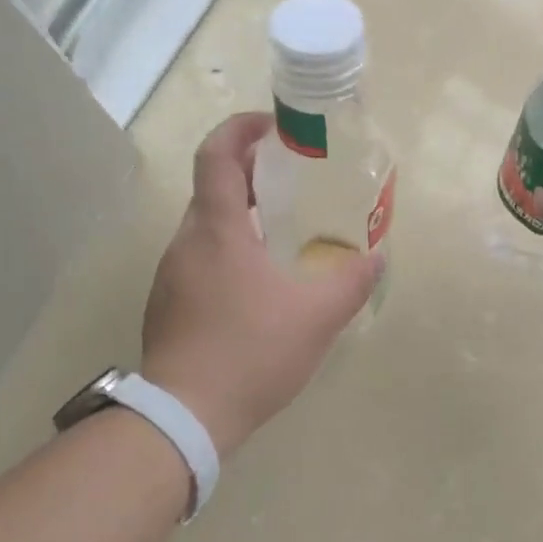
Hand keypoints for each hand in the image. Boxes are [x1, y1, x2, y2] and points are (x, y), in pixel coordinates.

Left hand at [141, 112, 381, 454]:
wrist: (186, 415)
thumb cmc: (251, 352)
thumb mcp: (317, 317)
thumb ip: (351, 282)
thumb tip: (375, 257)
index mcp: (217, 230)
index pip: (218, 154)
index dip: (241, 129)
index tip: (272, 127)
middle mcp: (185, 243)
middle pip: (213, 190)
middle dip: (250, 177)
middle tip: (292, 185)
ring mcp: (170, 277)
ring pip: (206, 231)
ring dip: (241, 222)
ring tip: (282, 240)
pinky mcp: (167, 307)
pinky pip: (199, 263)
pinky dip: (228, 257)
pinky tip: (256, 291)